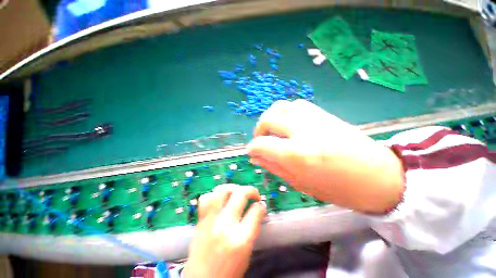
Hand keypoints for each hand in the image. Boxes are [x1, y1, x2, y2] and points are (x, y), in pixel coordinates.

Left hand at [182, 184, 266, 277]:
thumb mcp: (247, 253)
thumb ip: (252, 229)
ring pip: (222, 191)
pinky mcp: (200, 221)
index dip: (261, 206)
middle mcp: (225, 225)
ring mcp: (211, 220)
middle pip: (240, 194)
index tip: (261, 205)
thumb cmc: (228, 273)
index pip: (256, 211)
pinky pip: (206, 198)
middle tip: (254, 195)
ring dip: (233, 188)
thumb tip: (257, 210)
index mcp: (241, 239)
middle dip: (251, 190)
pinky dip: (214, 195)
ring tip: (237, 192)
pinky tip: (220, 200)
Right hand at [247, 99, 403, 213]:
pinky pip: (295, 105)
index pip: (261, 144)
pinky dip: (285, 112)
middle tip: (261, 140)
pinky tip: (288, 124)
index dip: (252, 148)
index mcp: (296, 154)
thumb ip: (273, 167)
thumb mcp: (299, 183)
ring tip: (273, 131)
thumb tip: (255, 157)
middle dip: (259, 130)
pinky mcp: (323, 113)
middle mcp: (302, 131)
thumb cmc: (338, 188)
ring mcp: (314, 118)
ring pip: (280, 106)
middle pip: (267, 119)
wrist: (378, 176)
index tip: (251, 152)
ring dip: (271, 118)